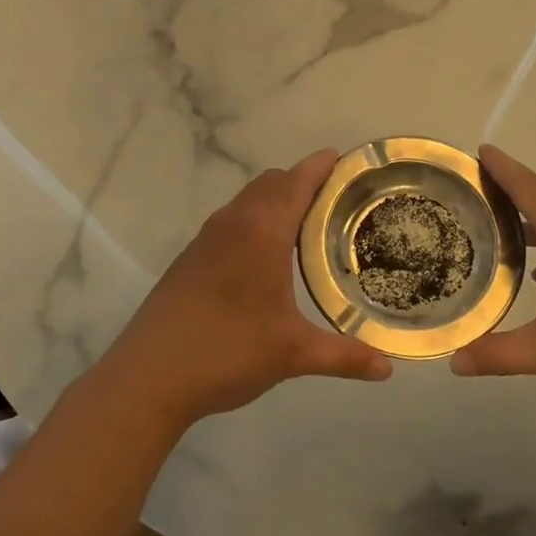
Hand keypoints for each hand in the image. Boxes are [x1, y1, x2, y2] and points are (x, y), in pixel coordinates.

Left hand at [91, 149, 392, 428]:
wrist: (148, 377)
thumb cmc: (227, 351)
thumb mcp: (293, 354)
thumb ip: (343, 356)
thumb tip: (387, 368)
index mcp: (261, 232)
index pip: (296, 182)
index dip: (320, 166)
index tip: (344, 158)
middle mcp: (232, 223)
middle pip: (271, 183)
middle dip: (302, 182)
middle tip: (336, 200)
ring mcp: (206, 240)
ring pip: (247, 201)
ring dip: (275, 201)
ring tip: (306, 225)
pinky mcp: (190, 259)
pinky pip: (231, 221)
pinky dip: (254, 221)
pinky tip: (265, 258)